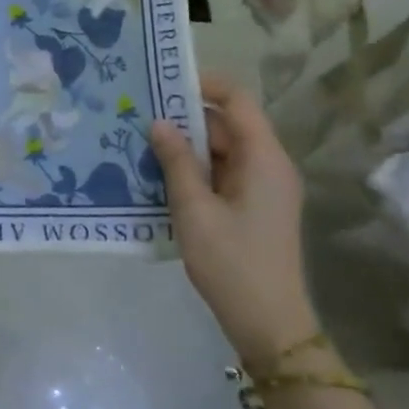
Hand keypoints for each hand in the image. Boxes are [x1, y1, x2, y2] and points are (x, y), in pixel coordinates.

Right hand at [148, 74, 315, 365]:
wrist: (270, 327)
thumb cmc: (233, 264)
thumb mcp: (195, 210)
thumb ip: (176, 162)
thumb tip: (158, 123)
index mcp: (264, 158)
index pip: (237, 100)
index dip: (204, 84)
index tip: (163, 81)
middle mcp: (268, 165)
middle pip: (226, 125)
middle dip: (184, 118)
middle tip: (139, 115)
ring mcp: (262, 188)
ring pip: (221, 151)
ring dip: (185, 147)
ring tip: (140, 143)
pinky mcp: (253, 208)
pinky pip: (221, 174)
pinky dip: (194, 170)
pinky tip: (159, 176)